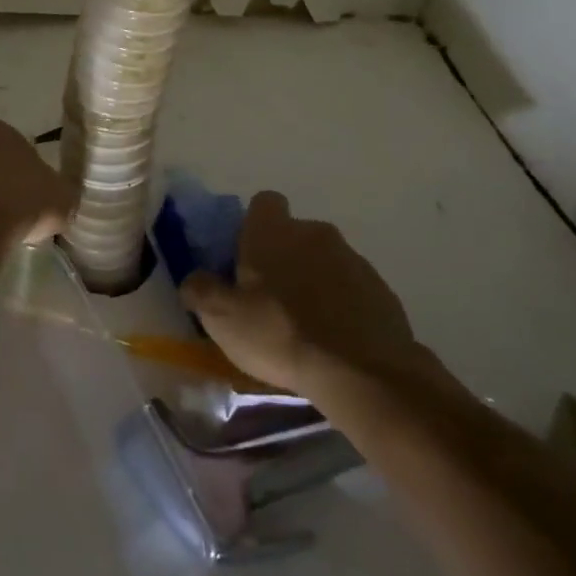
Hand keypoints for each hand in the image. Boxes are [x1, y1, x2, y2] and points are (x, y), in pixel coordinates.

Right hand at [180, 190, 423, 399]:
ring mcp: (353, 260)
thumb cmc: (280, 333)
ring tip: (302, 327)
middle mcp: (315, 233)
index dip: (252, 225)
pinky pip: (350, 289)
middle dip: (282, 258)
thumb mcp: (221, 317)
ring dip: (312, 282)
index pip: (263, 203)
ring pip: (323, 261)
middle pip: (293, 234)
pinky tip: (331, 340)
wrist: (363, 372)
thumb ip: (200, 290)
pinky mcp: (381, 291)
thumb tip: (194, 279)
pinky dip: (340, 306)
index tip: (244, 257)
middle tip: (267, 298)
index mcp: (273, 231)